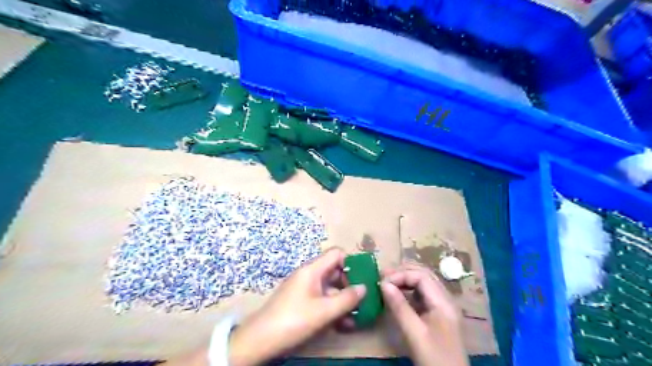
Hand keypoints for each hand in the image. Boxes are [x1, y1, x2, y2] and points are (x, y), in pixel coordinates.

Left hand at [229, 249, 365, 365]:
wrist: (261, 339)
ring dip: (344, 300)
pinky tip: (343, 324)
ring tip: (357, 317)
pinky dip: (333, 308)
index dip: (351, 262)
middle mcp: (309, 275)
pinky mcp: (301, 302)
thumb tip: (364, 288)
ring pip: (330, 288)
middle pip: (335, 271)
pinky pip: (322, 299)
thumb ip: (347, 299)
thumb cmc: (294, 320)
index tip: (363, 278)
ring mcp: (305, 289)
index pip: (336, 253)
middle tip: (363, 300)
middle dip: (350, 284)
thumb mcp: (324, 311)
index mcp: (313, 269)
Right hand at [384, 264, 467, 365]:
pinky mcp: (438, 314)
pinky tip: (398, 294)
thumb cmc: (434, 358)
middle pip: (424, 274)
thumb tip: (383, 284)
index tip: (382, 282)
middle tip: (382, 276)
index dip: (401, 275)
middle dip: (403, 272)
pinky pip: (423, 293)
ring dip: (405, 279)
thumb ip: (399, 307)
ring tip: (387, 282)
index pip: (421, 276)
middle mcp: (445, 299)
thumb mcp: (414, 334)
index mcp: (443, 302)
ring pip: (424, 282)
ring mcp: (443, 306)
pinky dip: (409, 289)